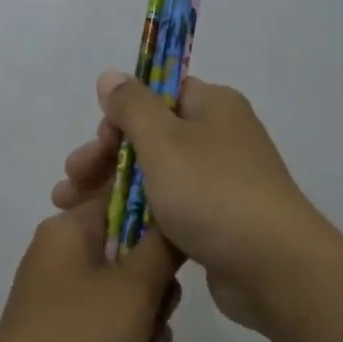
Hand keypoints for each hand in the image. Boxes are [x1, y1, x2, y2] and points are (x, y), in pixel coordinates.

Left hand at [0, 200, 180, 341]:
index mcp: (70, 229)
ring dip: (148, 328)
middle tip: (159, 321)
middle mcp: (62, 254)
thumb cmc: (79, 339)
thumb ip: (164, 246)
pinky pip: (108, 326)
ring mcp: (60, 296)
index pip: (125, 199)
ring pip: (126, 296)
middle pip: (132, 253)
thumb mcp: (134, 289)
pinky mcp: (62, 332)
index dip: (160, 224)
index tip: (179, 258)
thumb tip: (176, 215)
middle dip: (157, 295)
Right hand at [52, 70, 329, 334]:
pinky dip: (138, 217)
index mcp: (213, 107)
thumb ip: (132, 106)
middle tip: (70, 182)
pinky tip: (106, 231)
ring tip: (70, 211)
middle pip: (151, 137)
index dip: (121, 115)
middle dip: (105, 158)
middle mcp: (220, 138)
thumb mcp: (163, 140)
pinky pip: (170, 210)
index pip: (159, 94)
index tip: (97, 142)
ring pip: (156, 177)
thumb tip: (111, 75)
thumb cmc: (212, 192)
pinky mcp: (218, 222)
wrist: (273, 267)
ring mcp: (221, 182)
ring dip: (112, 189)